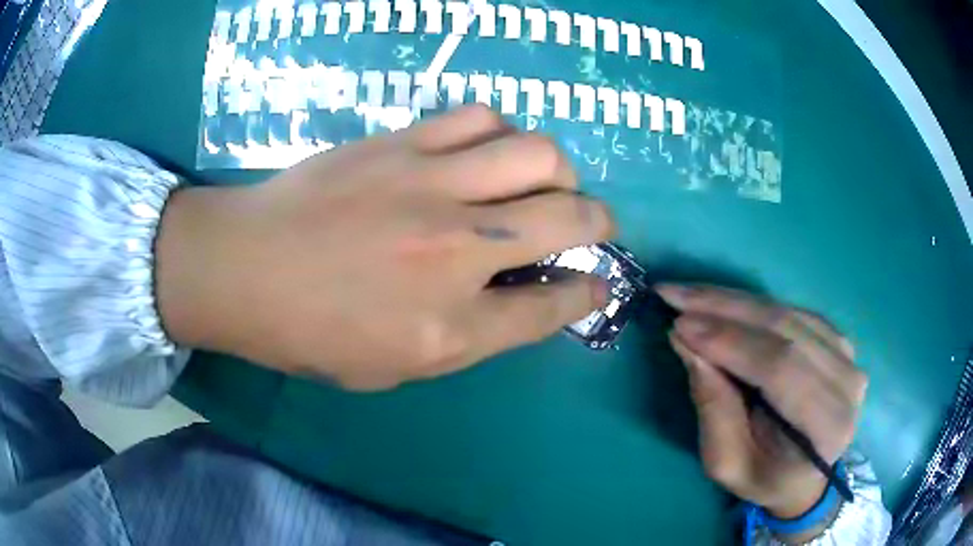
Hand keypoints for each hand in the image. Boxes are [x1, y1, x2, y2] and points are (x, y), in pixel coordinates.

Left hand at [155, 105, 614, 389]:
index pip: (551, 307)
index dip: (588, 293)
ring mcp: (429, 184)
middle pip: (569, 217)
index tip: (601, 283)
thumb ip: (471, 335)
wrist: (242, 269)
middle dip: (599, 221)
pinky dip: (501, 132)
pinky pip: (479, 117)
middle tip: (591, 222)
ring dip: (555, 169)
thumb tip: (526, 296)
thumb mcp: (395, 365)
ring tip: (538, 181)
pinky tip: (486, 150)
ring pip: (537, 151)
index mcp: (450, 327)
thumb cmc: (310, 332)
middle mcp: (456, 250)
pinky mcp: (400, 142)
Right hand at [657, 285, 866, 520]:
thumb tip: (687, 344)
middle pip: (785, 330)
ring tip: (691, 295)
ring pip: (788, 313)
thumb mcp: (727, 463)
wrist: (806, 476)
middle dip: (725, 310)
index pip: (781, 369)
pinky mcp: (838, 339)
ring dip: (734, 301)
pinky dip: (754, 304)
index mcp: (826, 425)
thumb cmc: (765, 478)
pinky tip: (723, 303)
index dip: (731, 342)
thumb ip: (713, 408)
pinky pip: (792, 310)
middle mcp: (846, 382)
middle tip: (676, 295)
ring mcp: (847, 354)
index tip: (680, 326)